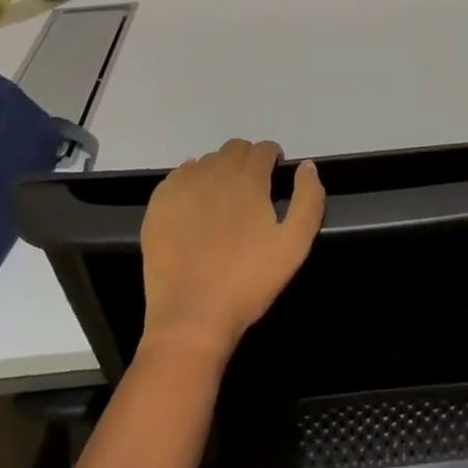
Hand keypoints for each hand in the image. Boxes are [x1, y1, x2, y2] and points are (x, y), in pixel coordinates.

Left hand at [139, 139, 325, 361]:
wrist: (191, 318)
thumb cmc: (248, 282)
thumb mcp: (294, 245)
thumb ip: (308, 199)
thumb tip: (307, 166)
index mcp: (248, 179)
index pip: (263, 149)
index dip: (273, 159)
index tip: (275, 177)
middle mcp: (214, 171)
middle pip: (235, 149)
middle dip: (247, 161)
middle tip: (252, 192)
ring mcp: (182, 186)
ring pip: (207, 161)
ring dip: (220, 171)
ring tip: (223, 203)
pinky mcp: (159, 203)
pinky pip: (179, 176)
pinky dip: (191, 183)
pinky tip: (195, 209)